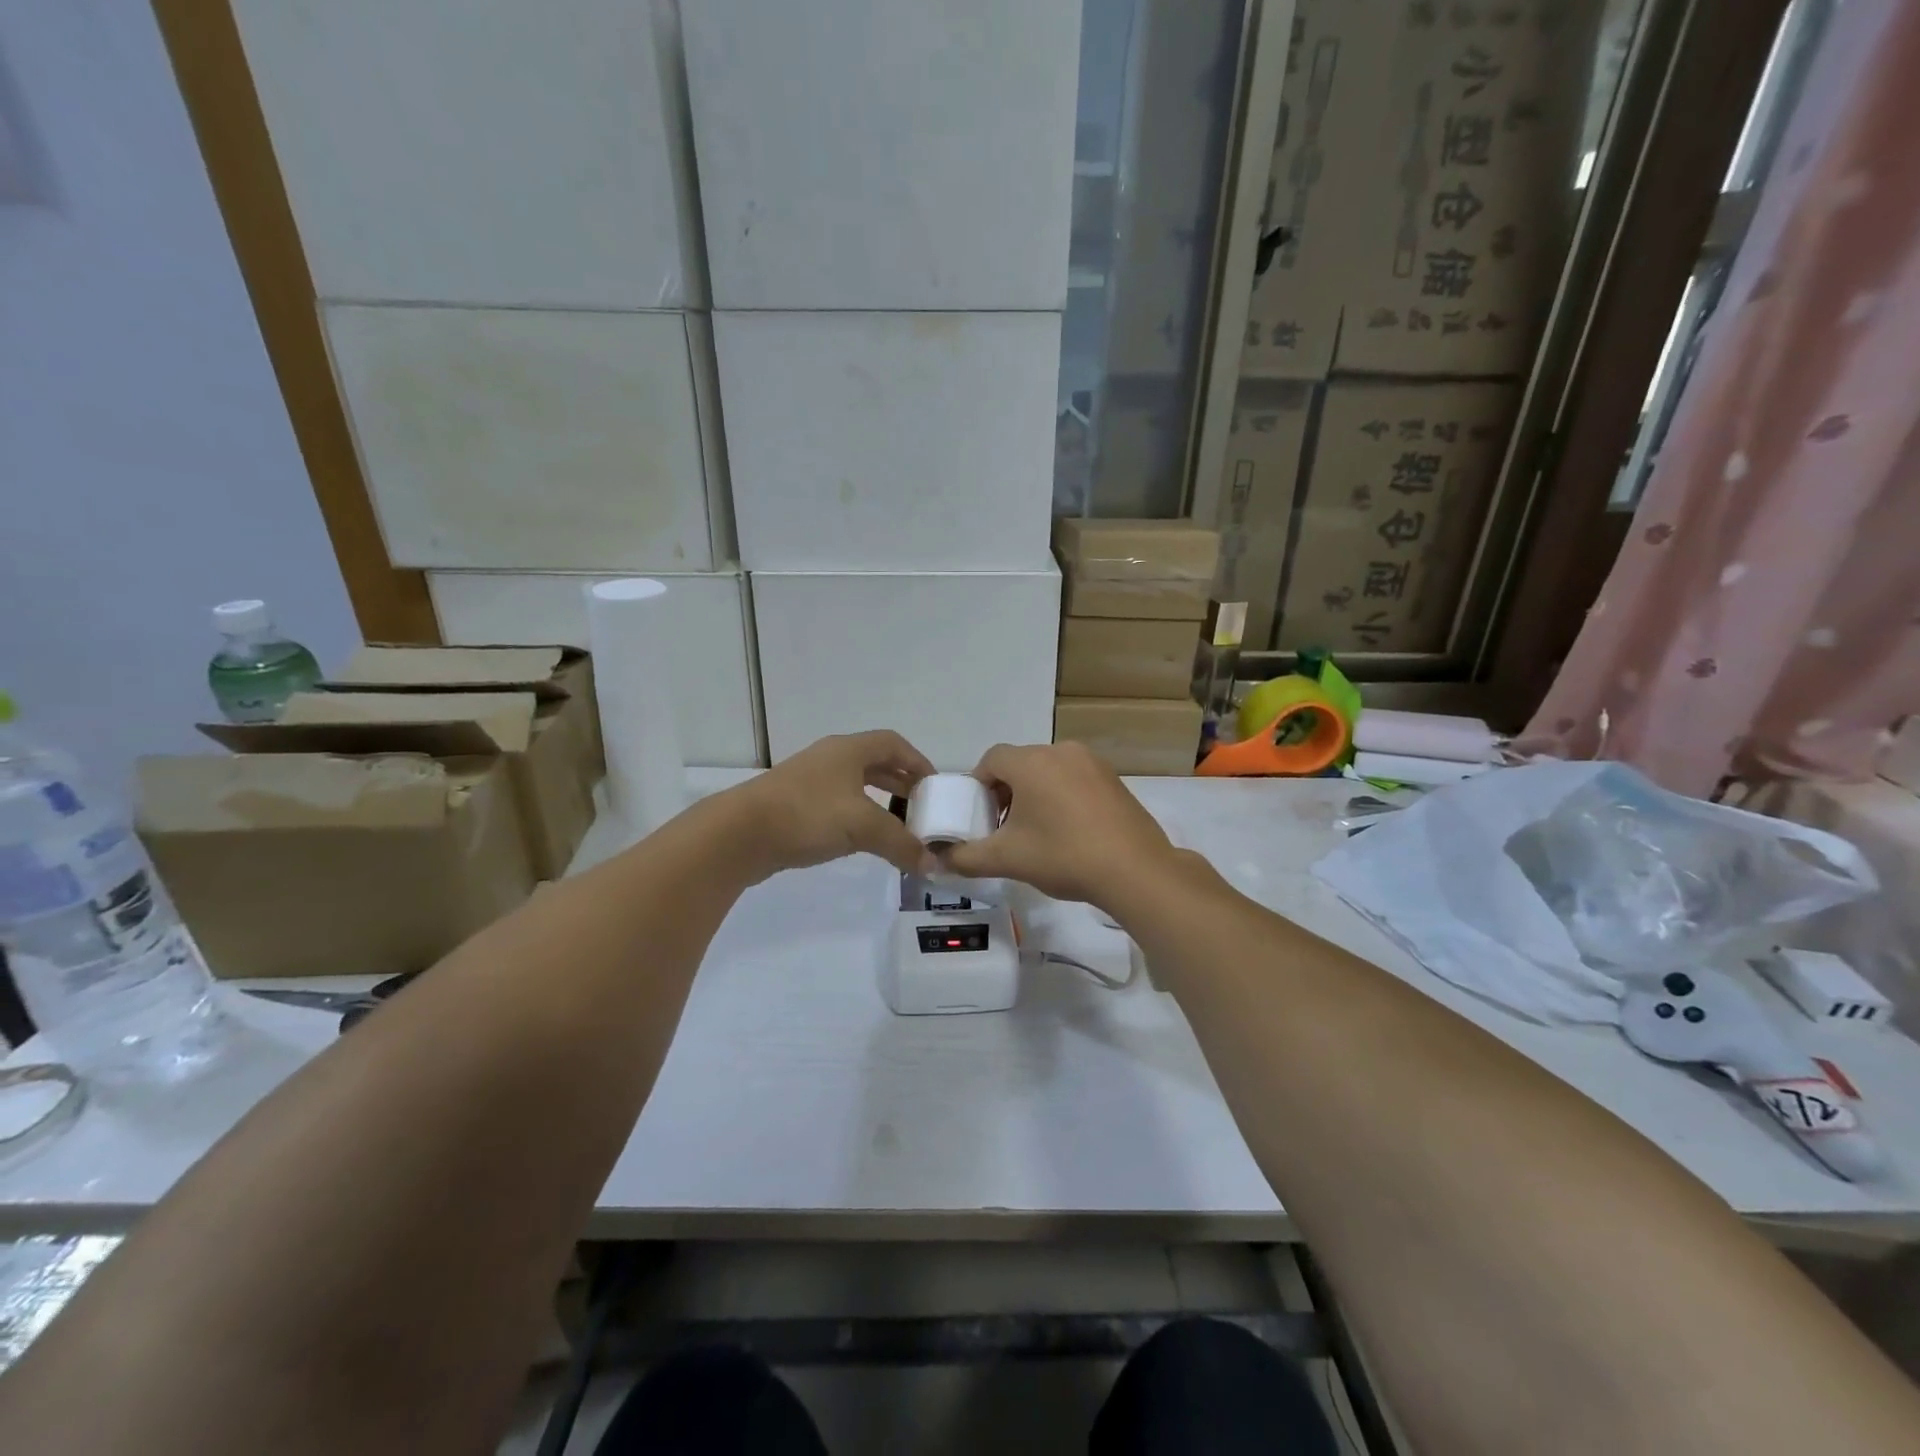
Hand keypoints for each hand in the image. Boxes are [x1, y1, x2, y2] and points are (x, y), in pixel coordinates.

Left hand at [727, 730, 935, 878]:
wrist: (740, 834)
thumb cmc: (808, 815)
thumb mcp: (864, 826)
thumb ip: (902, 844)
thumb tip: (933, 865)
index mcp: (849, 750)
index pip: (894, 744)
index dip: (918, 762)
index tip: (934, 787)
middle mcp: (830, 759)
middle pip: (875, 763)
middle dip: (901, 783)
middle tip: (921, 808)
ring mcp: (809, 782)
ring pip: (855, 785)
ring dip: (879, 801)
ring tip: (897, 826)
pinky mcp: (794, 806)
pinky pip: (837, 805)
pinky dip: (857, 817)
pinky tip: (862, 839)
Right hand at [945, 742, 1180, 909]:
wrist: (1135, 871)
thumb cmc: (1063, 856)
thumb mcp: (1007, 860)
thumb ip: (965, 857)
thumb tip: (938, 860)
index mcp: (1031, 762)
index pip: (990, 760)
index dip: (978, 787)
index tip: (981, 818)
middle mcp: (1060, 751)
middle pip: (1019, 764)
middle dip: (1006, 792)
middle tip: (1005, 829)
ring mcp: (1092, 763)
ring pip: (1048, 771)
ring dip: (1034, 795)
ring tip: (1037, 834)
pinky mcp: (1114, 779)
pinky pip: (1074, 779)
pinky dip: (1062, 797)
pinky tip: (1069, 832)